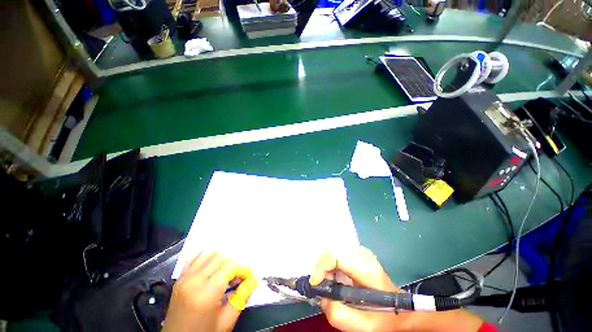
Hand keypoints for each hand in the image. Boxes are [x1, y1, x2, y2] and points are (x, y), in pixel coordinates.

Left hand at [162, 252, 257, 331]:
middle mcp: (194, 281)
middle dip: (234, 263)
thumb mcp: (227, 321)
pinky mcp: (179, 279)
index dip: (243, 268)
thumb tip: (254, 278)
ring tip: (226, 272)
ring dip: (221, 259)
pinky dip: (206, 258)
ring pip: (208, 254)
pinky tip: (212, 267)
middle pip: (221, 257)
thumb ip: (242, 297)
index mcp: (207, 293)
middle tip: (238, 276)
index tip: (249, 277)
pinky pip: (194, 258)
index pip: (231, 266)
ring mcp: (184, 278)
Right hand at [310, 247, 483, 331]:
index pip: (334, 255)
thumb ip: (337, 313)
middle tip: (322, 287)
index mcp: (364, 267)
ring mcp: (360, 251)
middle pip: (331, 251)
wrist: (403, 309)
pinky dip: (332, 266)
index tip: (316, 285)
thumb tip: (322, 297)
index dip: (320, 268)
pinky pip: (338, 255)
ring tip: (330, 286)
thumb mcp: (362, 325)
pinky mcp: (358, 253)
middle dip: (322, 269)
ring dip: (326, 268)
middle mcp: (361, 253)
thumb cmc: (386, 317)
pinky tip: (337, 280)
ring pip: (333, 252)